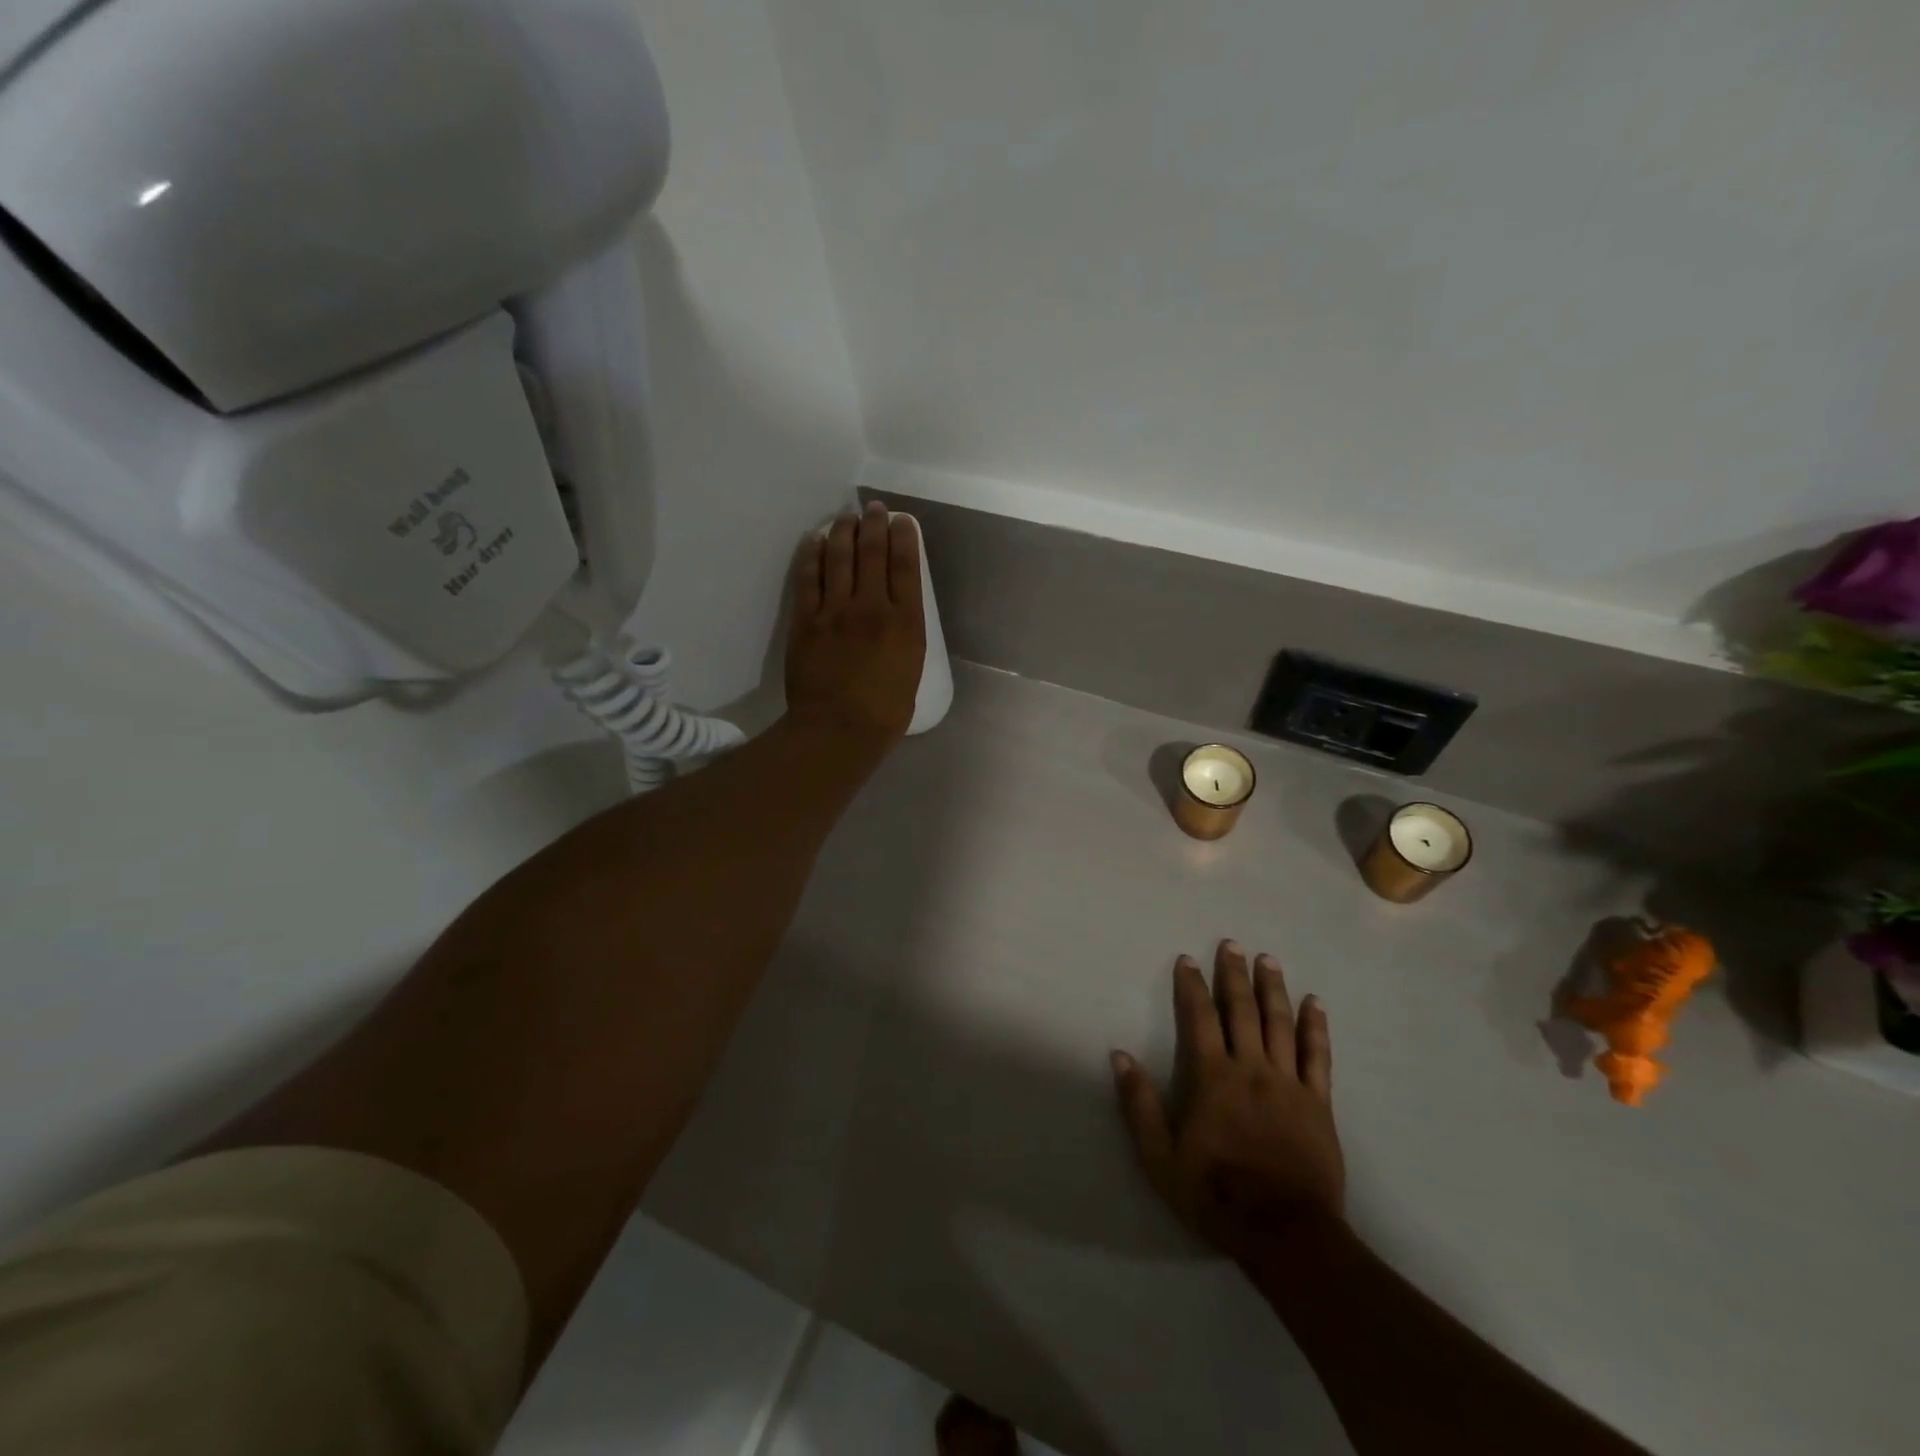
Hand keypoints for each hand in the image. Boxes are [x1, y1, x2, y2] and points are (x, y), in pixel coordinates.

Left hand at [786, 502, 926, 744]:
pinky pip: (809, 578)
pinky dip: (812, 555)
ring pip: (840, 557)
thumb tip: (895, 618)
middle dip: (874, 524)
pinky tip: (815, 541)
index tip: (902, 521)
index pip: (906, 566)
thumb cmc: (884, 713)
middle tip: (873, 508)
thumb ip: (905, 637)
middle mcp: (872, 607)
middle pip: (872, 552)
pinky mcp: (806, 620)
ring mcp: (835, 611)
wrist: (838, 730)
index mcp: (905, 622)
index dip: (904, 537)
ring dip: (844, 531)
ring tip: (846, 517)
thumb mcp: (911, 670)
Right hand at [1112, 941, 1344, 1266]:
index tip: (1188, 960)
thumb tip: (1120, 1056)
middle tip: (1232, 944)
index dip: (1192, 986)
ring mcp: (1289, 1084)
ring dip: (1273, 988)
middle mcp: (1252, 1069)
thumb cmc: (1216, 1195)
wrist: (1286, 1234)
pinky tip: (1315, 1004)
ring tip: (1268, 960)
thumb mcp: (1160, 1158)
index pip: (1200, 1018)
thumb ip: (1140, 1105)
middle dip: (1234, 975)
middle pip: (1243, 1010)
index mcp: (1213, 1077)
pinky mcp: (1319, 1103)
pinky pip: (1318, 1056)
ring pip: (1281, 1024)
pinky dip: (1316, 1027)